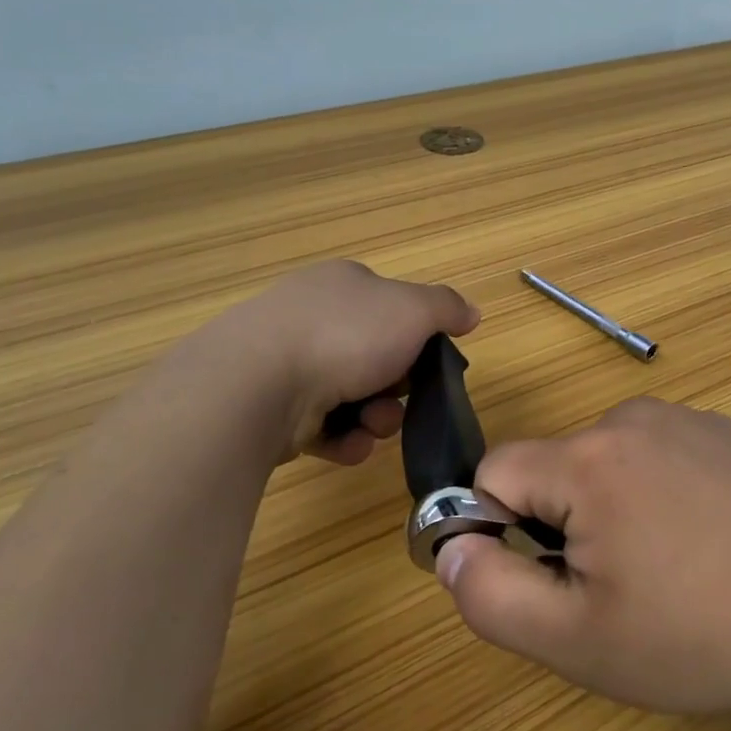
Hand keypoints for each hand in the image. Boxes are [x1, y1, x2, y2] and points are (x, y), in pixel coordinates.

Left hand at [214, 260, 478, 464]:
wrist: (259, 384)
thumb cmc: (346, 335)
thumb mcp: (414, 310)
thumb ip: (447, 308)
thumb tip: (471, 313)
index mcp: (344, 286)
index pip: (392, 308)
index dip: (416, 338)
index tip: (429, 364)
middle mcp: (313, 318)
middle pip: (376, 358)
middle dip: (397, 388)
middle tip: (401, 401)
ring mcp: (287, 362)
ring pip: (353, 397)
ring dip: (375, 418)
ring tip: (370, 428)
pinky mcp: (272, 407)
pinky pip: (323, 427)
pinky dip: (342, 439)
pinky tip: (346, 445)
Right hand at [438, 399, 730, 722]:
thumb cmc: (696, 638)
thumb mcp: (575, 640)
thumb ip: (489, 593)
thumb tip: (449, 546)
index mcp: (590, 458)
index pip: (496, 471)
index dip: (501, 528)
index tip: (547, 577)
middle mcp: (635, 418)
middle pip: (556, 466)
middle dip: (563, 522)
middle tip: (619, 587)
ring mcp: (689, 419)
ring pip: (608, 460)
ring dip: (613, 507)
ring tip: (671, 567)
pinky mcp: (729, 432)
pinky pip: (661, 454)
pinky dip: (662, 491)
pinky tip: (711, 542)